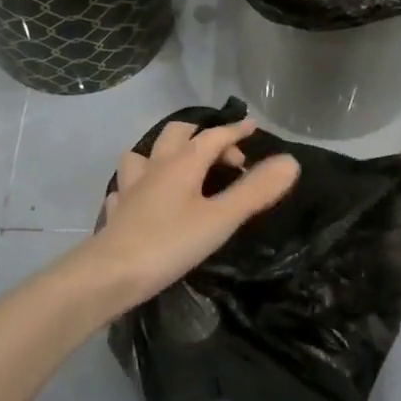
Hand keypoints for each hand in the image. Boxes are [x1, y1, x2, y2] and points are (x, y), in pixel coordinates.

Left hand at [78, 118, 300, 312]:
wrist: (110, 274)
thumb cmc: (171, 243)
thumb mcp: (221, 219)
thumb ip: (255, 191)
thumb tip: (290, 162)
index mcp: (183, 163)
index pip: (214, 136)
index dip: (235, 130)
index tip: (252, 126)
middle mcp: (156, 166)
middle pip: (177, 134)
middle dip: (201, 136)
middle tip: (224, 156)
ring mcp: (131, 187)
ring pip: (144, 154)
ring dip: (165, 154)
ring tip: (181, 169)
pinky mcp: (117, 210)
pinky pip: (128, 186)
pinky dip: (141, 185)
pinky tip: (145, 198)